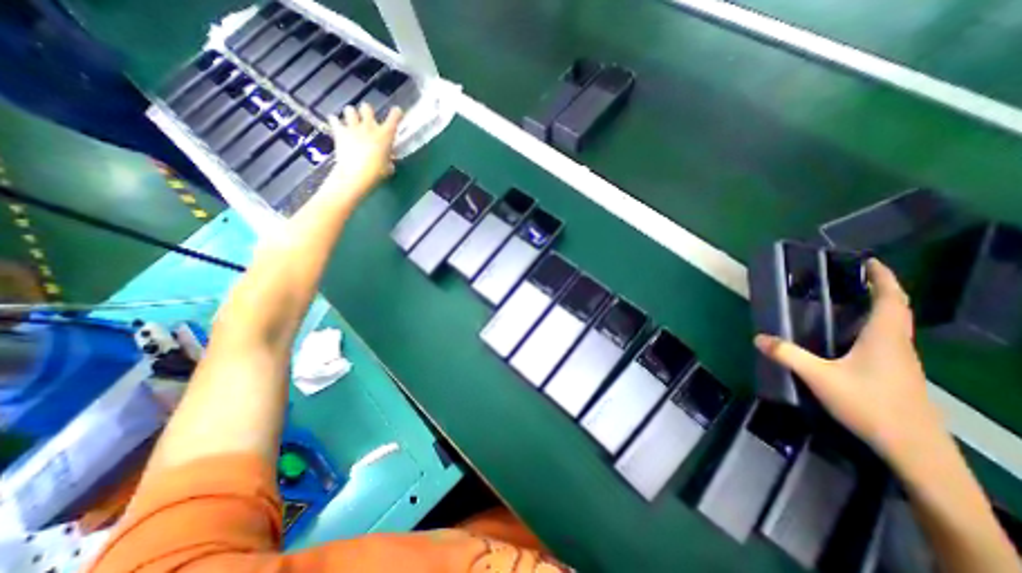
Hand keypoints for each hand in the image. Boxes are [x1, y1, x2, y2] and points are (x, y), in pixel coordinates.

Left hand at [327, 104, 407, 199]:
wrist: (357, 174)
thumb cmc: (377, 172)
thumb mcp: (388, 167)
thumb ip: (389, 160)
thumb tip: (388, 159)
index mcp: (386, 135)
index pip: (394, 117)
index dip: (396, 113)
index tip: (397, 112)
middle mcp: (370, 127)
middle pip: (367, 108)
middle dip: (367, 112)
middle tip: (367, 119)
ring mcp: (354, 128)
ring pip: (350, 109)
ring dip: (351, 114)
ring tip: (352, 121)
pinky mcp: (340, 132)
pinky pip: (334, 120)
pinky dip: (335, 121)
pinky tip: (336, 125)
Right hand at [754, 259, 945, 465]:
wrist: (914, 449)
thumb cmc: (870, 405)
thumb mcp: (820, 378)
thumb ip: (789, 355)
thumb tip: (758, 337)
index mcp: (885, 338)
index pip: (891, 300)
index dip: (884, 278)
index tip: (869, 261)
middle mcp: (898, 345)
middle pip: (896, 309)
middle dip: (881, 289)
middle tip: (854, 277)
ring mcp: (901, 361)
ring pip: (894, 325)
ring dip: (879, 307)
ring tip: (850, 300)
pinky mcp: (897, 374)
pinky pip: (887, 340)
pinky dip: (874, 327)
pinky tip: (851, 335)